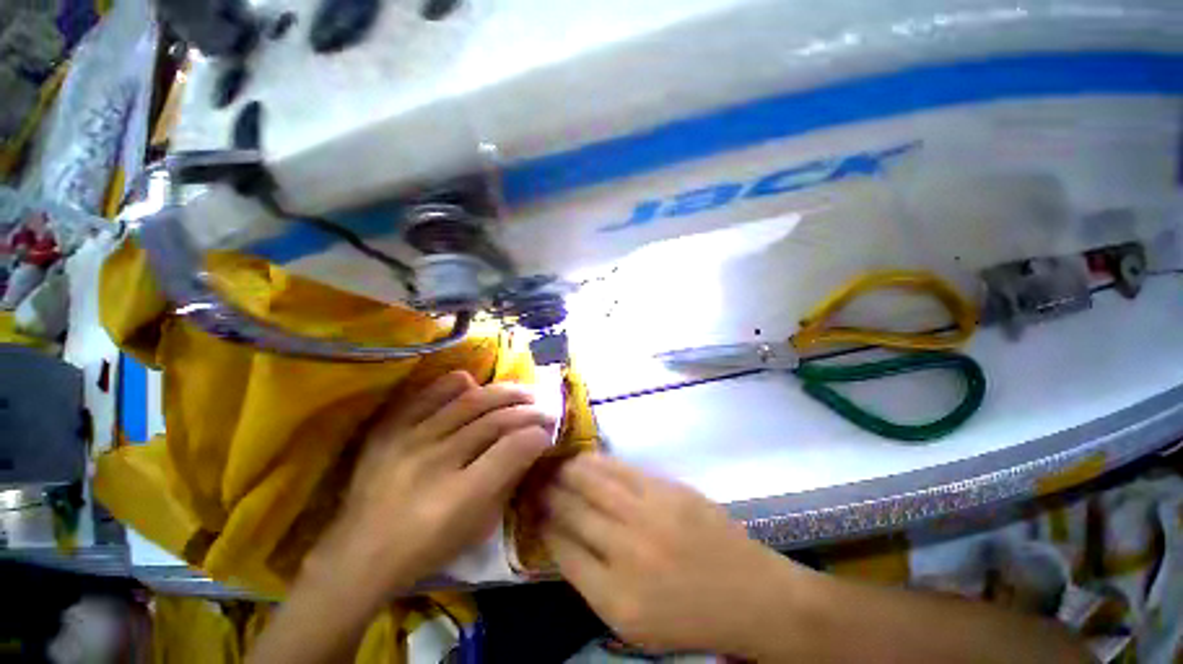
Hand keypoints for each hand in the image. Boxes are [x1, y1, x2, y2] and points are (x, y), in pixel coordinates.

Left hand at [310, 371, 554, 598]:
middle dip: (528, 412)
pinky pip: (428, 396)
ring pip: (469, 403)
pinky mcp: (390, 431)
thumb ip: (506, 484)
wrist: (357, 556)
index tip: (548, 433)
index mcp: (459, 496)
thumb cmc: (425, 550)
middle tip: (545, 409)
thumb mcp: (477, 529)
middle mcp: (435, 461)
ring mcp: (409, 440)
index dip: (536, 436)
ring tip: (523, 392)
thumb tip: (529, 448)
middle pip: (494, 421)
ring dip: (504, 393)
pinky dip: (455, 384)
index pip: (511, 449)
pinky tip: (476, 382)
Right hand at [540, 453, 803, 655]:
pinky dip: (597, 462)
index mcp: (615, 597)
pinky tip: (583, 457)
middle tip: (531, 479)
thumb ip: (593, 583)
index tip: (531, 510)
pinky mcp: (666, 490)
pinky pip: (620, 470)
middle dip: (547, 493)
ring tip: (551, 463)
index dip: (542, 526)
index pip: (561, 551)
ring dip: (566, 471)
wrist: (750, 594)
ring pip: (592, 483)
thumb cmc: (689, 618)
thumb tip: (563, 541)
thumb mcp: (633, 624)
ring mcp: (648, 514)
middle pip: (572, 511)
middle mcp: (626, 551)